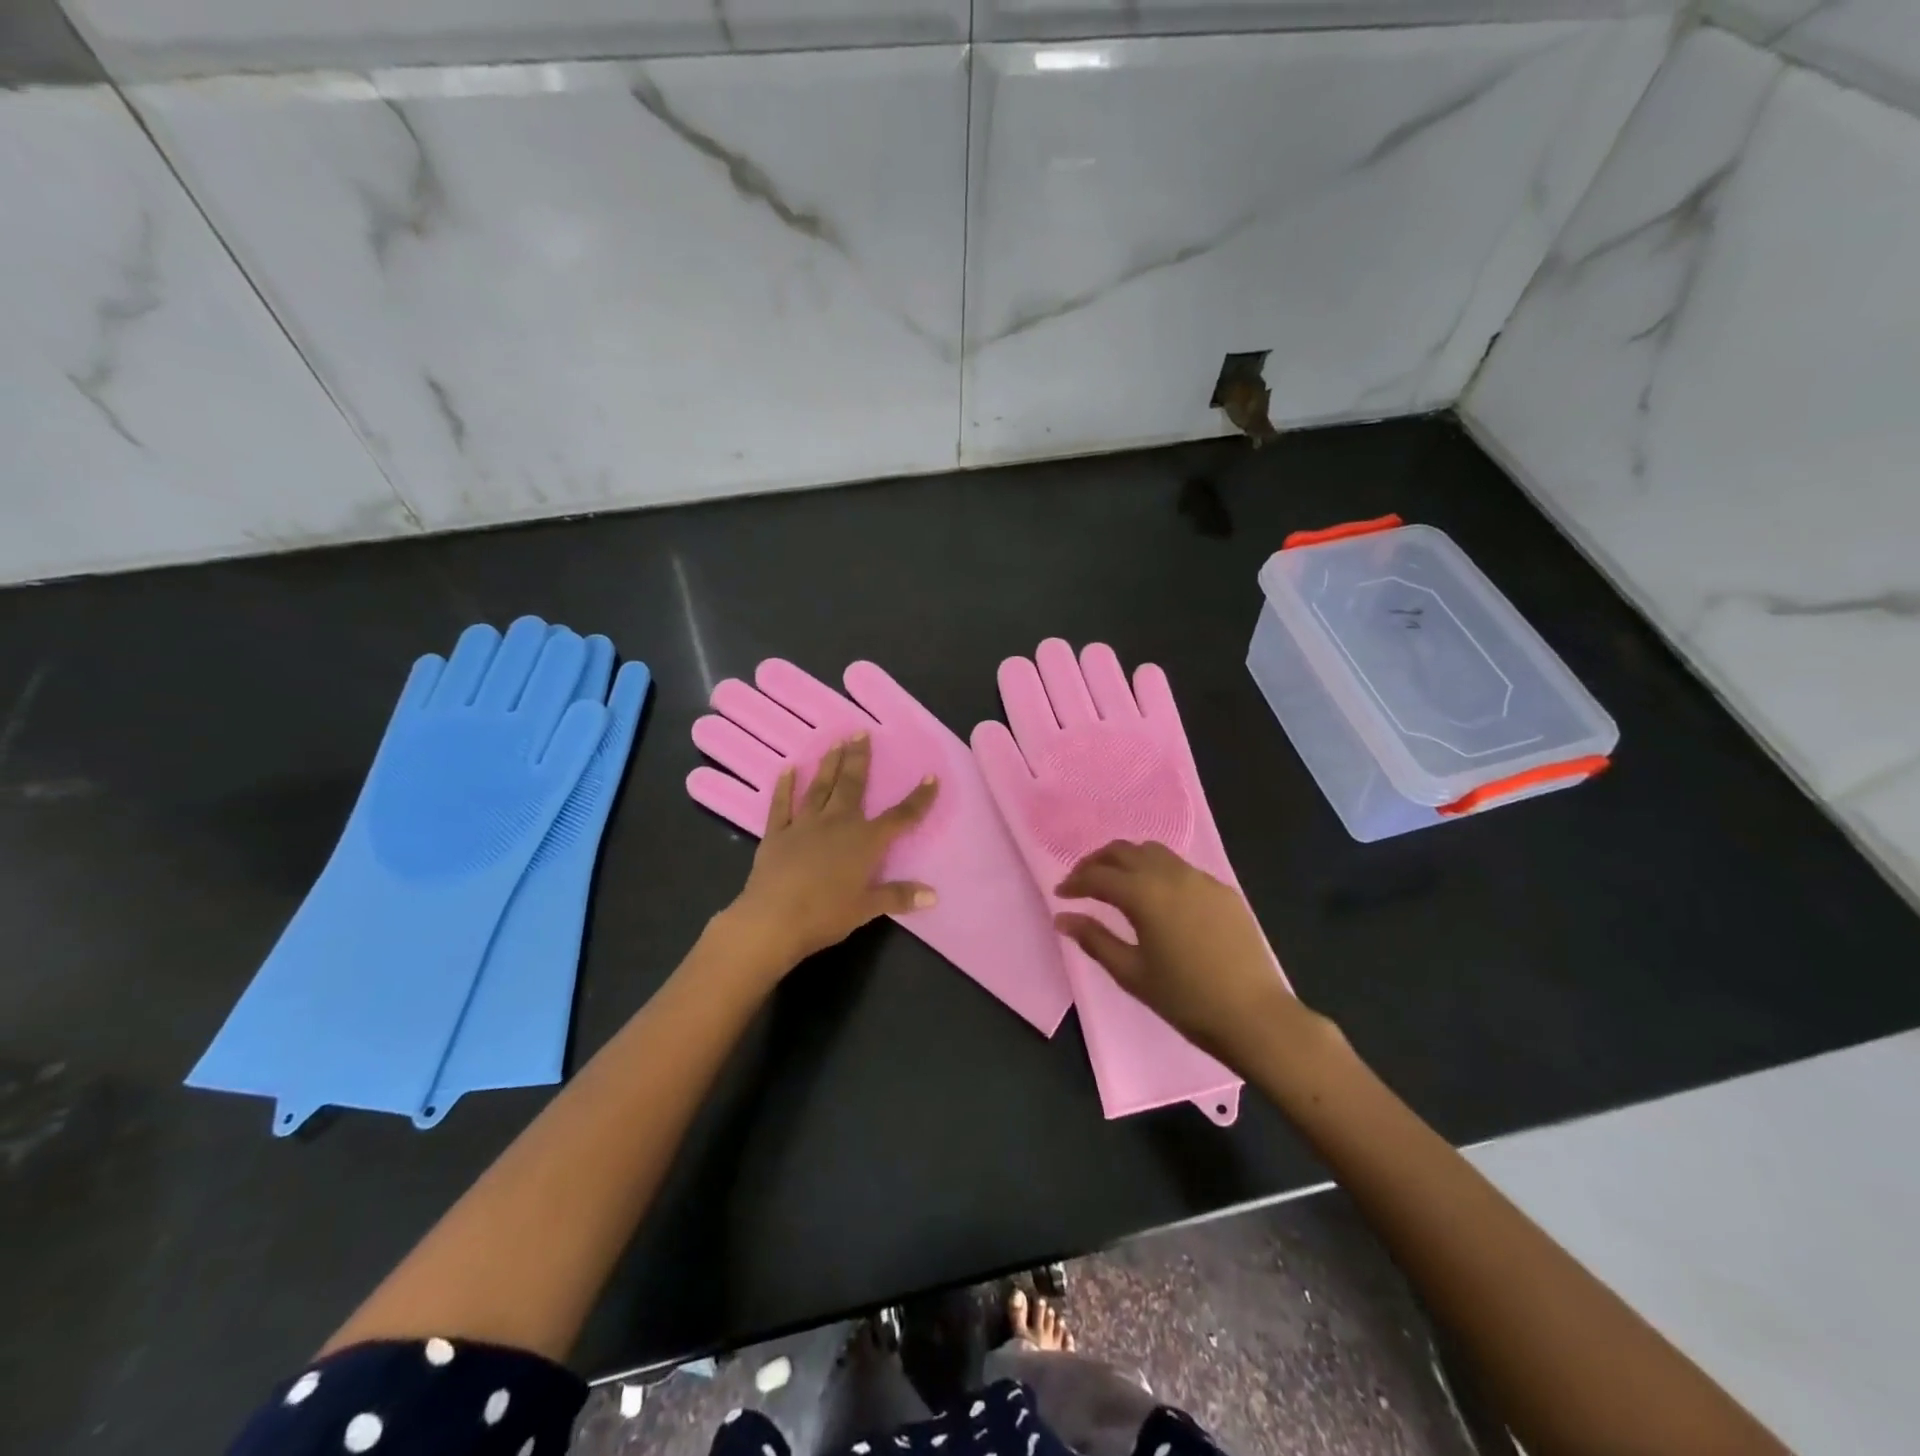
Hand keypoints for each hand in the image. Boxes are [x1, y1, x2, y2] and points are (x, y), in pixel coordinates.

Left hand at [723, 733, 938, 970]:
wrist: (773, 920)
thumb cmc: (825, 915)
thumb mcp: (866, 909)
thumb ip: (898, 896)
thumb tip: (933, 895)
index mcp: (865, 841)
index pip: (900, 817)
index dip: (918, 798)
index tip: (931, 777)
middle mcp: (838, 823)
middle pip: (853, 785)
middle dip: (860, 758)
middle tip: (861, 733)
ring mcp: (805, 825)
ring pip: (820, 787)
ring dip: (829, 764)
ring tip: (835, 742)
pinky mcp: (777, 833)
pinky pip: (782, 804)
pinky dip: (784, 786)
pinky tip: (788, 769)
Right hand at [1055, 840, 1301, 1064]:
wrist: (1254, 1016)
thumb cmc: (1185, 999)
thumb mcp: (1132, 973)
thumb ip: (1095, 939)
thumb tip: (1063, 918)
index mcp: (1144, 894)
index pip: (1099, 876)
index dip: (1075, 882)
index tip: (1061, 895)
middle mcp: (1171, 875)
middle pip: (1125, 851)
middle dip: (1098, 862)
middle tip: (1083, 881)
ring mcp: (1201, 879)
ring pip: (1155, 852)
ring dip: (1129, 860)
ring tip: (1117, 883)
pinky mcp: (1223, 891)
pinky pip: (1181, 868)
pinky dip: (1158, 871)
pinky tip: (1158, 898)